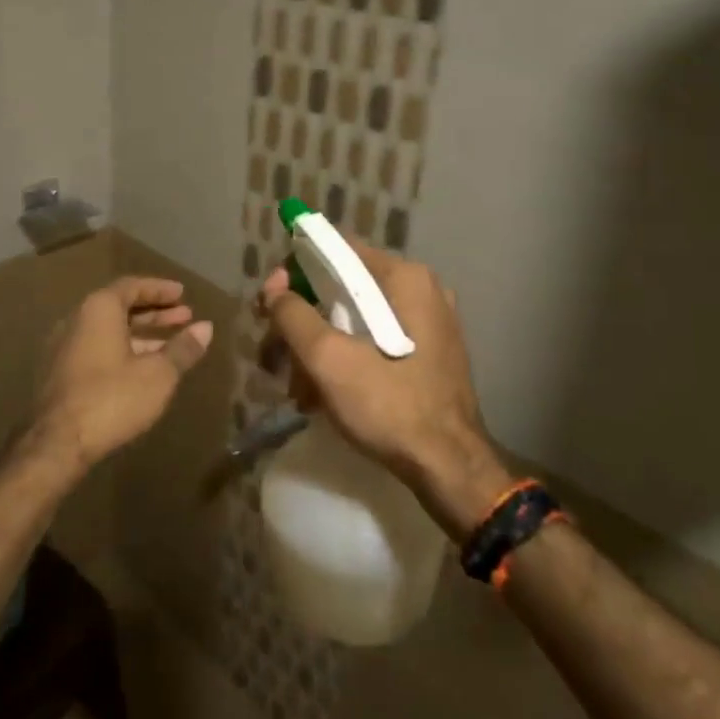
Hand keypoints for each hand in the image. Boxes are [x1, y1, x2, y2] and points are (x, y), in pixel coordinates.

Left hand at [32, 277, 214, 471]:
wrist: (56, 443)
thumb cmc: (112, 399)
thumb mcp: (158, 374)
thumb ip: (182, 348)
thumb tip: (206, 327)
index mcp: (98, 309)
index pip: (132, 286)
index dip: (160, 289)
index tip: (183, 294)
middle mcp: (76, 319)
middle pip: (120, 307)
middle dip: (154, 312)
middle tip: (184, 316)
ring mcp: (64, 347)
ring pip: (109, 331)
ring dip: (141, 334)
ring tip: (172, 344)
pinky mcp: (60, 373)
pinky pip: (97, 349)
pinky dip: (123, 350)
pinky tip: (143, 368)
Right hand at [260, 240, 512, 541]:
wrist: (449, 469)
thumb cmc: (389, 406)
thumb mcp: (328, 359)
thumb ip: (293, 315)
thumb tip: (274, 288)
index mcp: (404, 278)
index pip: (337, 250)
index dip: (294, 272)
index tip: (270, 305)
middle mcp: (421, 290)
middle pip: (343, 287)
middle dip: (304, 321)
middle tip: (275, 355)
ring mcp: (429, 322)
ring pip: (356, 318)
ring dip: (320, 348)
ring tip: (297, 388)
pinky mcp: (429, 353)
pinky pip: (375, 340)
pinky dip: (345, 359)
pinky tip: (323, 395)